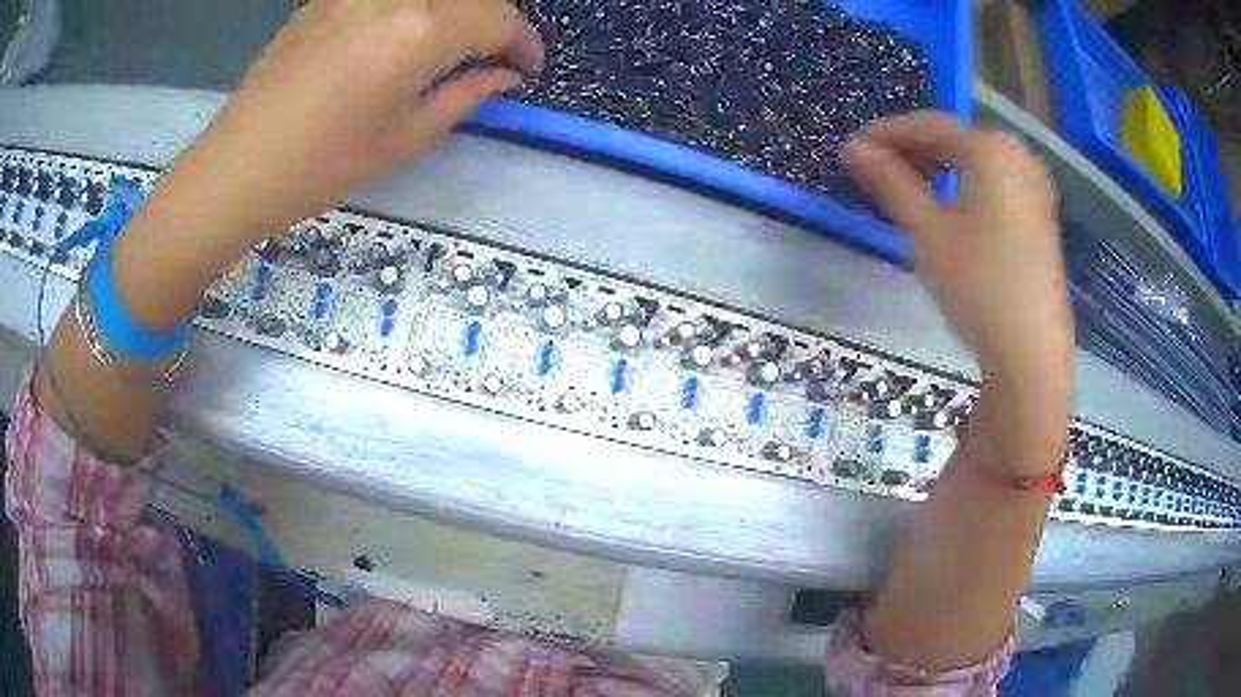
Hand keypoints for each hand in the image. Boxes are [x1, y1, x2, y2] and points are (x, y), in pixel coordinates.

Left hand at [112, 0, 543, 329]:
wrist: (239, 165)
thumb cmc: (323, 165)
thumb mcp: (406, 138)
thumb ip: (465, 94)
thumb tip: (503, 74)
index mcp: (423, 30)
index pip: (501, 19)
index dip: (525, 44)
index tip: (528, 70)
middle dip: (496, 21)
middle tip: (493, 57)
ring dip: (456, 11)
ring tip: (450, 47)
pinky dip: (413, 10)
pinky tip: (401, 37)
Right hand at [844, 112, 1071, 386]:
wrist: (1030, 352)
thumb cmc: (977, 285)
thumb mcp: (926, 231)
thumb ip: (889, 181)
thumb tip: (853, 148)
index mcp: (990, 149)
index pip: (930, 125)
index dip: (888, 132)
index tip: (855, 148)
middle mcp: (1017, 154)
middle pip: (956, 137)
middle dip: (915, 148)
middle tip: (878, 168)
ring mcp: (1034, 184)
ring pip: (977, 159)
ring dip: (940, 165)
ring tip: (909, 186)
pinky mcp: (1041, 212)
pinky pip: (996, 180)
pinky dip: (967, 182)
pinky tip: (950, 203)